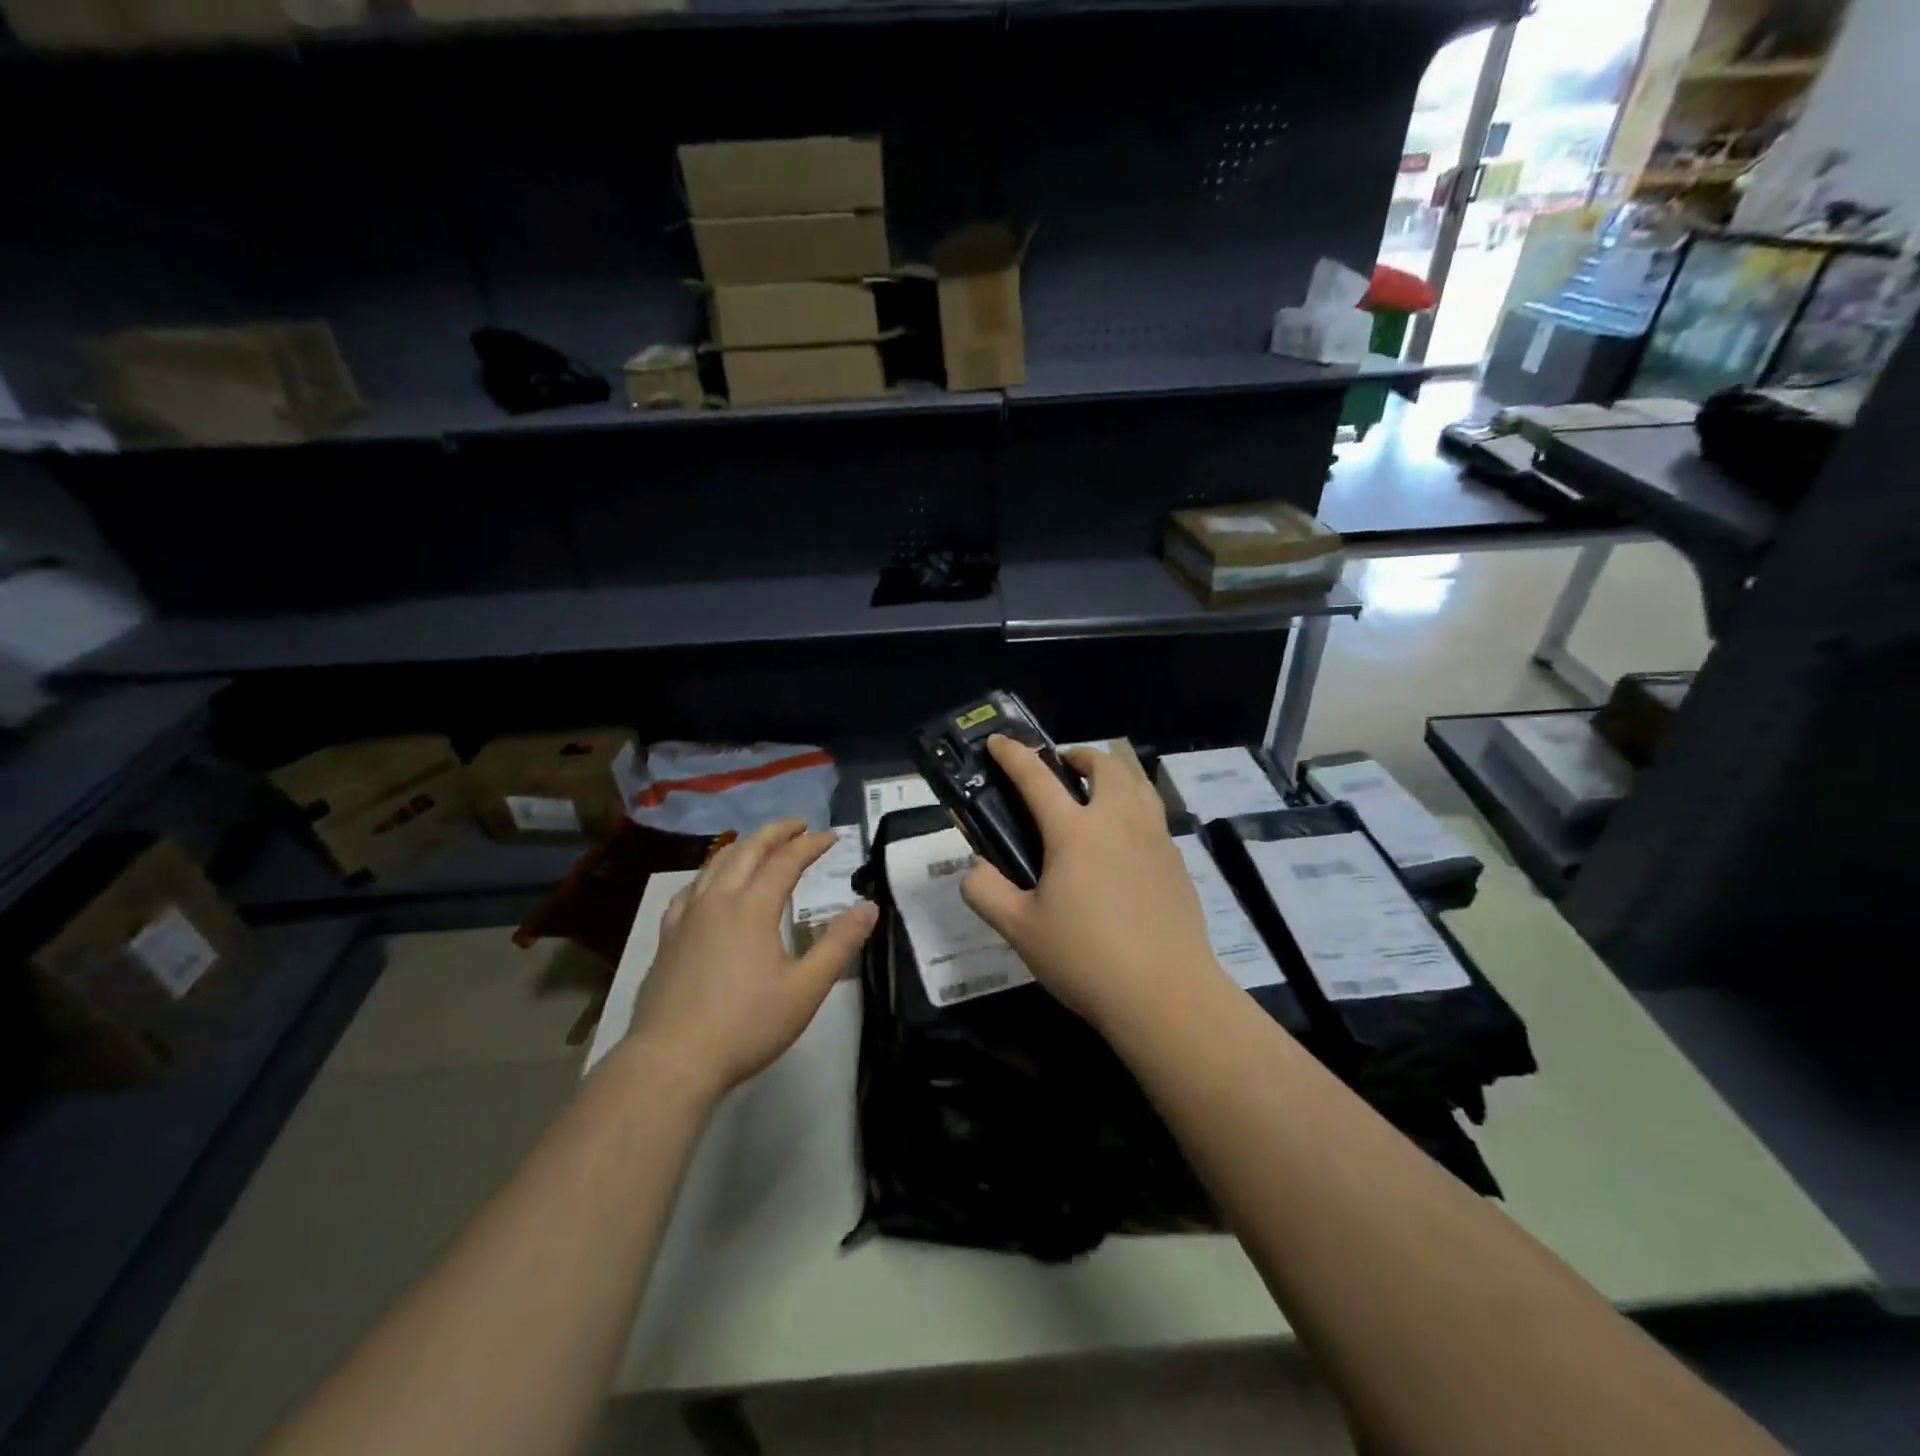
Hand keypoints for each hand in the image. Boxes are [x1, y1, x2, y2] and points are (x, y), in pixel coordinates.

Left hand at [625, 820, 877, 1100]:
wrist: (671, 1061)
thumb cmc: (746, 1025)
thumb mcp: (806, 988)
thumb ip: (839, 943)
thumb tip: (869, 907)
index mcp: (753, 907)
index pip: (787, 860)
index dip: (811, 845)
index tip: (832, 837)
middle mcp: (718, 899)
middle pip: (748, 850)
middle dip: (776, 833)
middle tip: (799, 826)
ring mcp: (687, 916)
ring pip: (716, 863)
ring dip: (744, 846)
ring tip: (760, 845)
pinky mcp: (668, 936)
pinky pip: (691, 888)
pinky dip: (711, 873)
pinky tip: (711, 886)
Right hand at [960, 737, 1225, 1034]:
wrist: (1165, 993)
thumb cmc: (1085, 958)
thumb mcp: (1019, 930)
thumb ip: (986, 892)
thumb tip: (976, 870)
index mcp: (1075, 831)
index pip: (1036, 777)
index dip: (1013, 754)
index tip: (998, 741)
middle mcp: (1118, 820)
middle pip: (1104, 764)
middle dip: (1079, 755)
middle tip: (1061, 768)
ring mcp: (1155, 838)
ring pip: (1138, 782)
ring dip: (1113, 773)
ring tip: (1097, 792)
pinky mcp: (1177, 861)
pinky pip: (1154, 814)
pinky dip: (1135, 805)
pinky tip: (1125, 840)